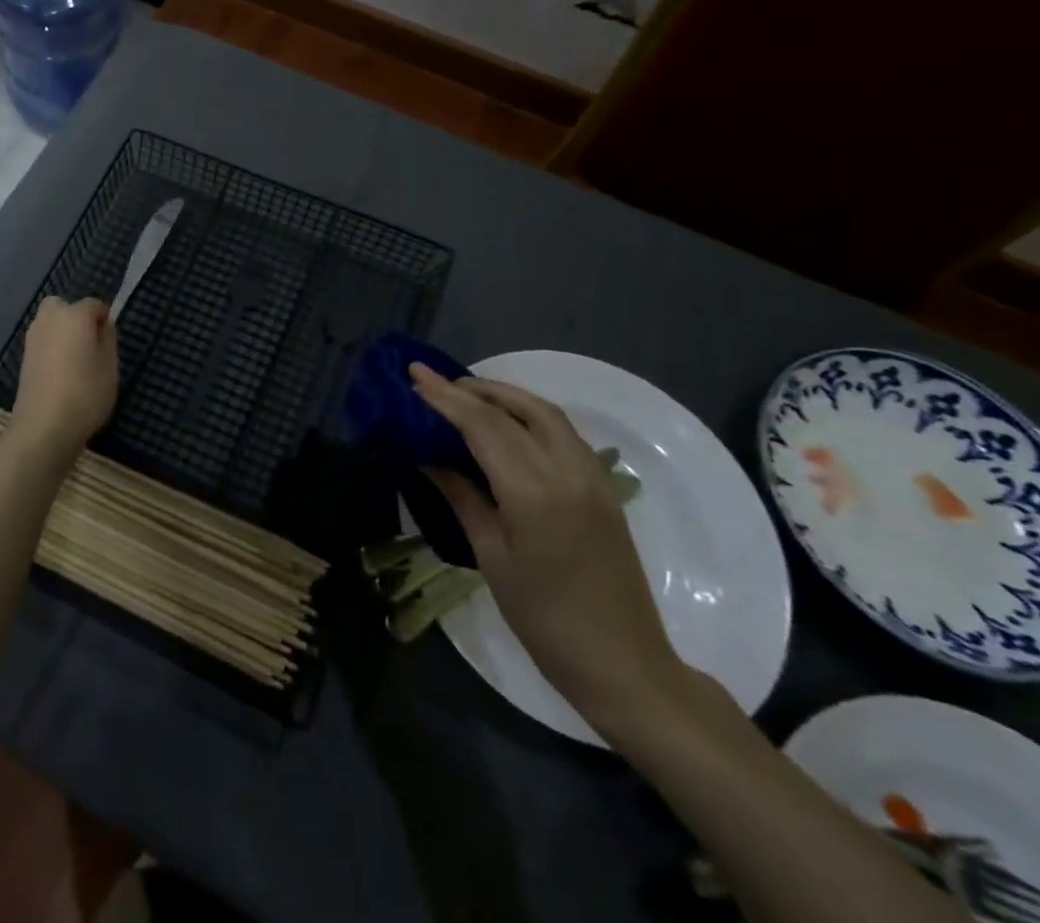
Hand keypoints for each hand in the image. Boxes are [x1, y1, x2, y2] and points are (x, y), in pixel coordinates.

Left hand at [8, 297, 118, 470]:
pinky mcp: (23, 358)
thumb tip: (103, 324)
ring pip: (49, 323)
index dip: (104, 319)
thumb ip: (108, 339)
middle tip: (89, 344)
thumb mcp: (110, 366)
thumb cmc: (85, 393)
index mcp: (75, 315)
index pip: (94, 304)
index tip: (110, 342)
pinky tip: (60, 373)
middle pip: (63, 306)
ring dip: (61, 332)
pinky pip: (42, 341)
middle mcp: (50, 319)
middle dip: (76, 317)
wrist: (44, 426)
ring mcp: (33, 338)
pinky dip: (51, 348)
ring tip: (76, 361)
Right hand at [410, 365, 685, 726]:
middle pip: (516, 410)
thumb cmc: (545, 620)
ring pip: (547, 414)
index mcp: (534, 493)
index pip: (483, 425)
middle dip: (472, 389)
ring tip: (467, 394)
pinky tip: (508, 423)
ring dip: (505, 395)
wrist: (625, 665)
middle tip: (434, 381)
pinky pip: (565, 433)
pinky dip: (530, 414)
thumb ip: (462, 497)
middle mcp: (568, 473)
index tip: (414, 374)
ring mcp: (593, 479)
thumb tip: (429, 458)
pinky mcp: (605, 489)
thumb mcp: (492, 557)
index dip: (445, 397)